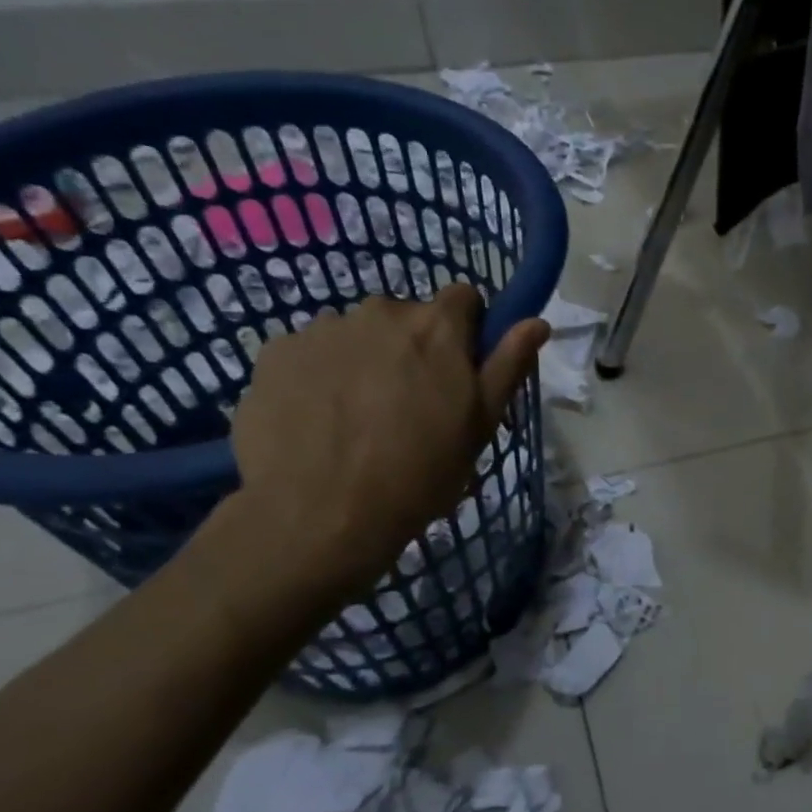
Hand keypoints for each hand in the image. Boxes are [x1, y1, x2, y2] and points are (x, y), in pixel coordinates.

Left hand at [228, 285, 547, 590]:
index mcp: (436, 326)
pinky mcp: (274, 353)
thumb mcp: (480, 424)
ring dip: (366, 361)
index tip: (462, 369)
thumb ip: (508, 365)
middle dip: (414, 348)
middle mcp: (378, 311)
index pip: (464, 297)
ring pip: (357, 335)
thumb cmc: (420, 472)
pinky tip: (321, 422)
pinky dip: (321, 376)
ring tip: (360, 419)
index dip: (468, 330)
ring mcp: (321, 329)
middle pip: (407, 317)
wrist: (320, 514)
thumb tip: (537, 322)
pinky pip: (312, 354)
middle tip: (411, 405)